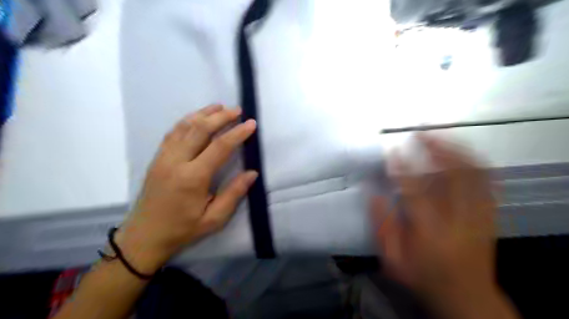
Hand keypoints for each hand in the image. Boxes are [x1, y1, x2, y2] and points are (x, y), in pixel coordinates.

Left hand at [116, 103, 258, 271]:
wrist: (144, 237)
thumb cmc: (182, 229)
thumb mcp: (214, 219)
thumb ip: (234, 194)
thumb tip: (252, 173)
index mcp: (193, 178)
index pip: (219, 147)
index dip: (237, 133)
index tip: (251, 124)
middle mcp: (176, 161)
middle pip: (200, 129)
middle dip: (221, 116)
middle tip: (237, 110)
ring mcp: (164, 157)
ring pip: (184, 126)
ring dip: (203, 114)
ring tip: (219, 106)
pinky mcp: (157, 158)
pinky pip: (173, 133)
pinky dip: (187, 121)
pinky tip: (196, 117)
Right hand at [372, 133, 498, 313]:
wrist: (468, 298)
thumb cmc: (425, 278)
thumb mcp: (393, 261)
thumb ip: (382, 227)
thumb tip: (373, 195)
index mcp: (428, 230)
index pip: (413, 189)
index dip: (402, 166)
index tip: (392, 149)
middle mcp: (456, 218)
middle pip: (451, 174)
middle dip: (435, 148)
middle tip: (420, 132)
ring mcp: (477, 215)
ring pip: (472, 174)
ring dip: (455, 150)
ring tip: (440, 136)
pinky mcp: (489, 216)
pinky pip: (487, 182)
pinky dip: (475, 163)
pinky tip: (463, 153)